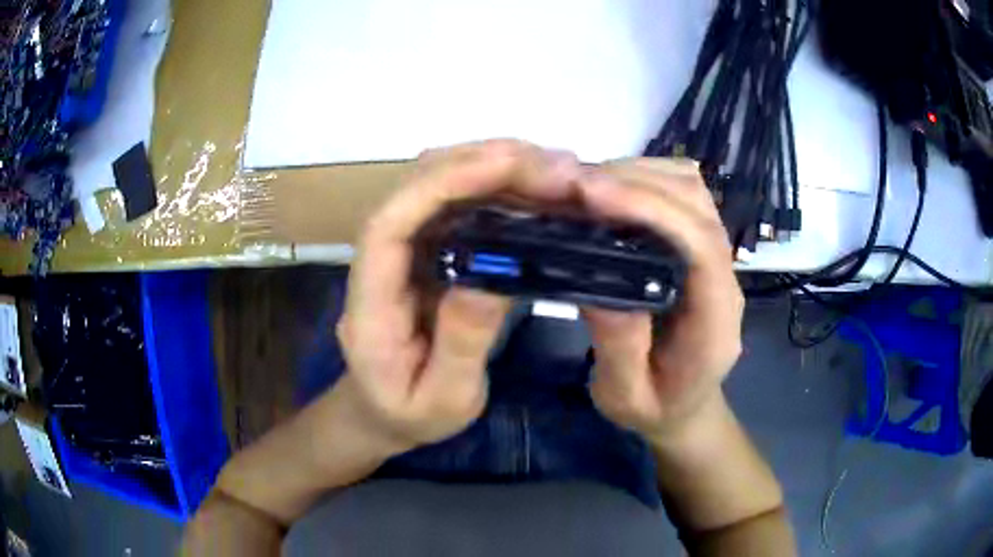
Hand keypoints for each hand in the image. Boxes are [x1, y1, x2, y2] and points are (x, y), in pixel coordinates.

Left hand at [336, 140, 580, 452]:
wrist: (380, 411)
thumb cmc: (408, 413)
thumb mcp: (442, 398)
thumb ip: (462, 342)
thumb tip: (496, 278)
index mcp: (369, 301)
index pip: (390, 223)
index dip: (441, 185)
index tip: (505, 166)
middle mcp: (380, 260)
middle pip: (416, 187)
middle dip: (483, 164)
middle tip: (556, 168)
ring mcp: (403, 249)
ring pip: (438, 183)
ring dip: (494, 166)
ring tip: (556, 172)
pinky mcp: (426, 248)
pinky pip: (457, 203)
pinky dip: (497, 187)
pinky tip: (536, 191)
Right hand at [577, 158, 743, 443]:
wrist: (684, 405)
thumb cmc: (656, 407)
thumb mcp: (626, 397)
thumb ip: (619, 348)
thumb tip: (596, 282)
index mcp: (716, 318)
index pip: (699, 244)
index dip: (650, 209)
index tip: (591, 194)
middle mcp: (725, 275)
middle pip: (696, 203)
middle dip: (635, 182)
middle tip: (571, 187)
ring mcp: (715, 255)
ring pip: (691, 188)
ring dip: (639, 174)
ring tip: (585, 187)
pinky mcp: (697, 245)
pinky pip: (680, 193)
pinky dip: (644, 178)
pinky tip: (609, 194)